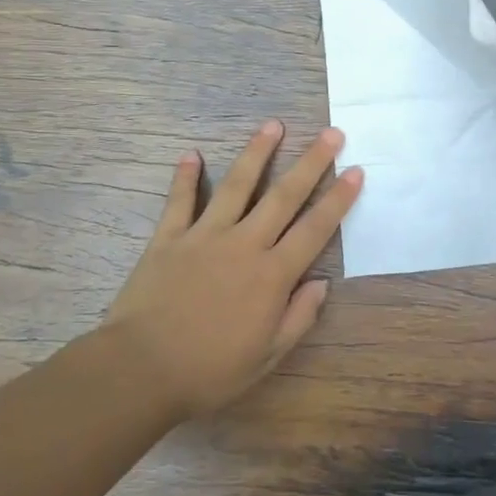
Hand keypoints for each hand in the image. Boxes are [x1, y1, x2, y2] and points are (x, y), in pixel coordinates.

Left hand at [102, 121, 362, 418]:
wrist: (141, 369)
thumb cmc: (209, 370)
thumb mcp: (267, 357)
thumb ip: (298, 317)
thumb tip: (321, 283)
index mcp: (272, 275)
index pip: (314, 229)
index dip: (338, 199)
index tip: (355, 171)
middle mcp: (244, 244)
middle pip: (284, 196)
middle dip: (311, 162)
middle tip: (331, 133)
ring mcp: (204, 236)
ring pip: (237, 185)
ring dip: (257, 153)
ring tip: (273, 125)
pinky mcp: (169, 238)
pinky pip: (179, 201)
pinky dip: (185, 177)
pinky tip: (191, 154)